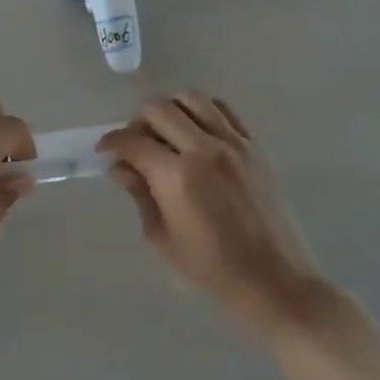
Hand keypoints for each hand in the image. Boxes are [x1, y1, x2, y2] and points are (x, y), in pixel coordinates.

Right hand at [100, 93, 324, 327]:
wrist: (275, 280)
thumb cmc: (212, 268)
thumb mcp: (162, 239)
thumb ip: (139, 195)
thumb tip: (121, 167)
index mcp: (176, 176)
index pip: (132, 141)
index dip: (112, 142)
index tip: (105, 151)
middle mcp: (203, 149)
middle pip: (158, 109)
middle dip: (137, 122)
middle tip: (134, 144)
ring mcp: (233, 144)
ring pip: (191, 99)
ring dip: (170, 110)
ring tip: (165, 134)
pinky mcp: (253, 147)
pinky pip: (223, 110)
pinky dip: (202, 112)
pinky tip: (196, 134)